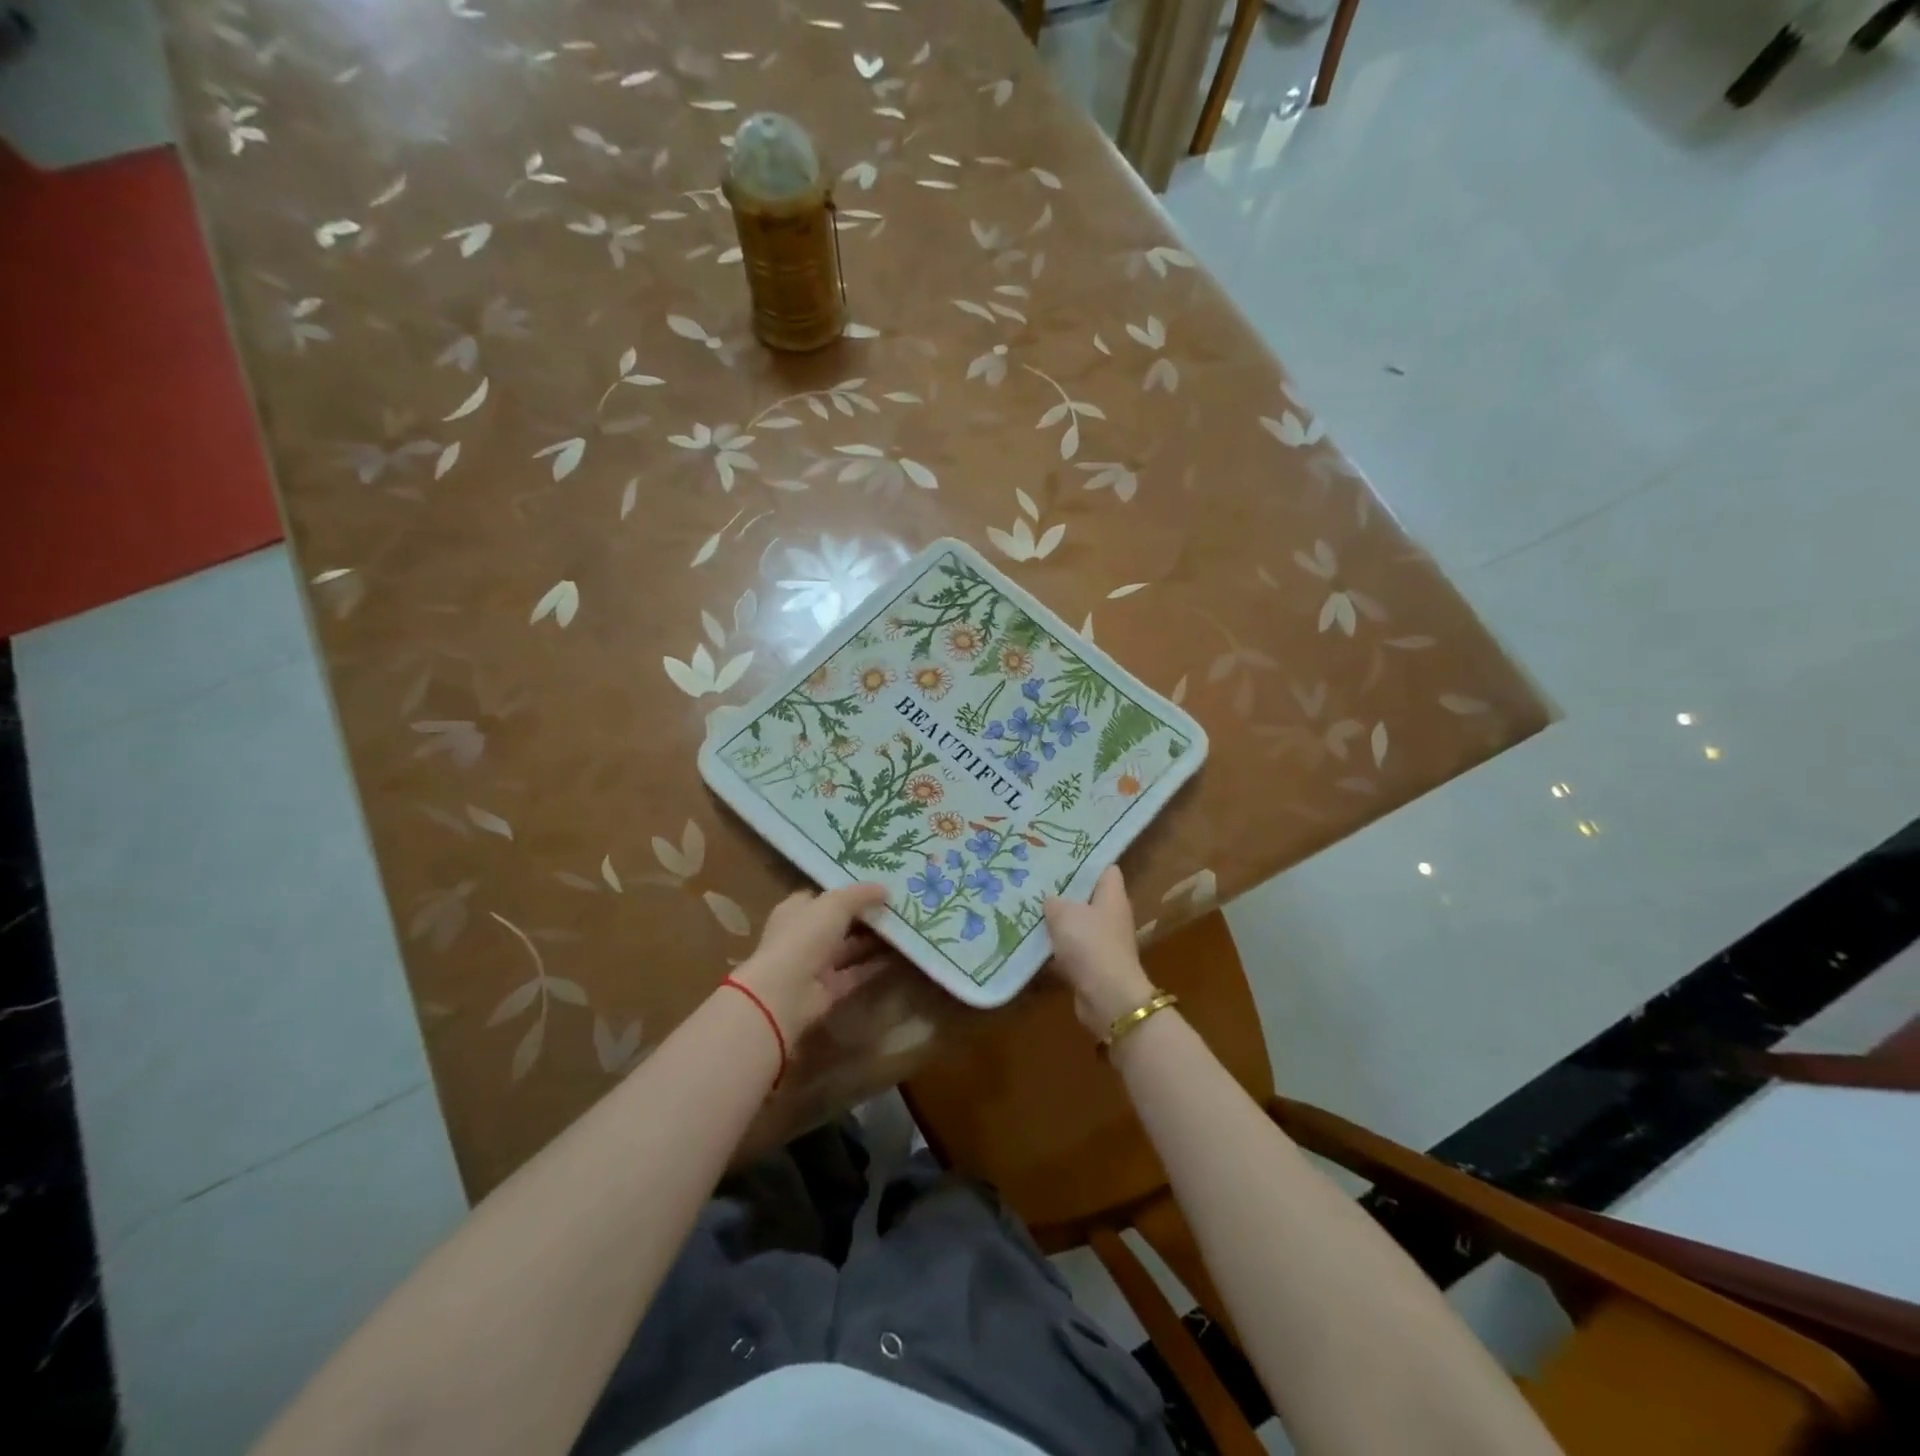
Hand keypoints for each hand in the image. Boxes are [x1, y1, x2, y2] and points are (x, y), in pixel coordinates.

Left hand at [732, 883, 890, 1042]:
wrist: (785, 992)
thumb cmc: (804, 936)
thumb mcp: (834, 904)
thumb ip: (860, 895)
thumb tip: (884, 889)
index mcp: (797, 910)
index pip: (822, 896)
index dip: (846, 890)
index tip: (875, 885)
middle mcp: (805, 936)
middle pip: (839, 922)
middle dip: (865, 914)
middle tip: (898, 904)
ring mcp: (816, 964)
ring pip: (850, 947)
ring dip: (874, 939)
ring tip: (904, 927)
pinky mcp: (829, 988)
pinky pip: (857, 972)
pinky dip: (876, 965)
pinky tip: (900, 954)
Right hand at [1044, 866, 1157, 1038]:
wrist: (1107, 998)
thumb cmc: (1090, 944)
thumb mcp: (1064, 914)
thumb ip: (1053, 902)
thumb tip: (1049, 900)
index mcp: (1112, 896)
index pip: (1105, 869)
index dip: (1085, 861)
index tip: (1060, 856)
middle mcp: (1112, 916)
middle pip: (1088, 896)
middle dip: (1064, 891)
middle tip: (1036, 881)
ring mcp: (1104, 942)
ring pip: (1077, 924)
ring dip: (1057, 921)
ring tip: (1028, 908)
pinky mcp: (1093, 966)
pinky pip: (1071, 950)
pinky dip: (1055, 948)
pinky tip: (1031, 942)